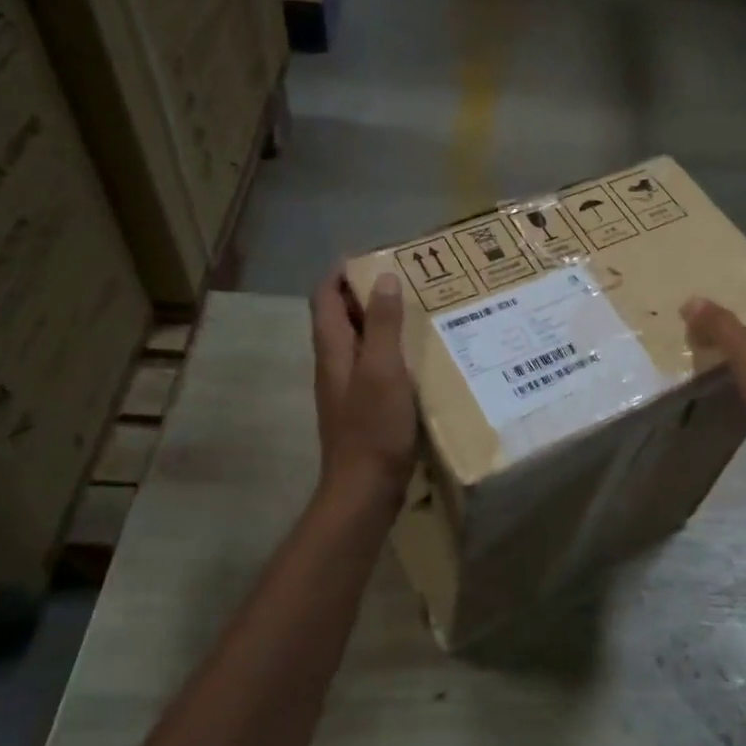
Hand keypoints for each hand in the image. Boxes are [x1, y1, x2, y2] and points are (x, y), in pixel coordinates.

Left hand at [310, 267, 416, 502]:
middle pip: (341, 315)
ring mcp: (347, 386)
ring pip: (359, 340)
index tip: (374, 255)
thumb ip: (382, 324)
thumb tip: (383, 278)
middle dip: (367, 291)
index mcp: (333, 349)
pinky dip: (391, 348)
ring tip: (418, 308)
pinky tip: (419, 353)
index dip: (342, 272)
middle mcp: (334, 362)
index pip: (325, 296)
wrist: (365, 490)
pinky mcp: (363, 405)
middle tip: (407, 278)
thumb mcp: (382, 370)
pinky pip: (373, 363)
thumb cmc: (373, 428)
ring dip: (381, 319)